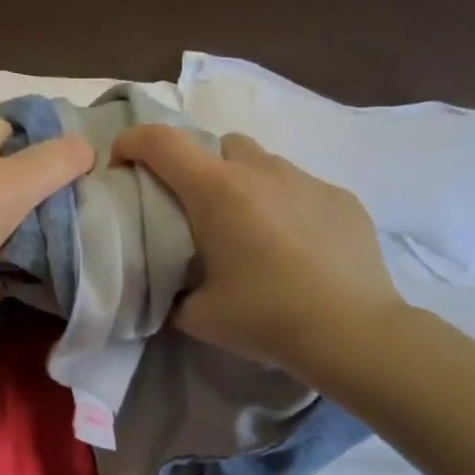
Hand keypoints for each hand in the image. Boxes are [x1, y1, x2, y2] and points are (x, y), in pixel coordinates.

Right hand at [112, 125, 407, 388]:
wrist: (352, 331)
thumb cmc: (266, 317)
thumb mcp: (198, 315)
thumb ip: (173, 293)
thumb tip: (172, 289)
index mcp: (217, 191)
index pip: (161, 142)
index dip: (131, 143)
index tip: (122, 165)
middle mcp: (260, 171)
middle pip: (218, 145)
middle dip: (200, 167)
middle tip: (199, 211)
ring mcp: (306, 180)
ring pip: (263, 163)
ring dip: (246, 185)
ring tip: (252, 230)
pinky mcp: (342, 198)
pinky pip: (301, 188)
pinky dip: (287, 206)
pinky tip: (297, 247)